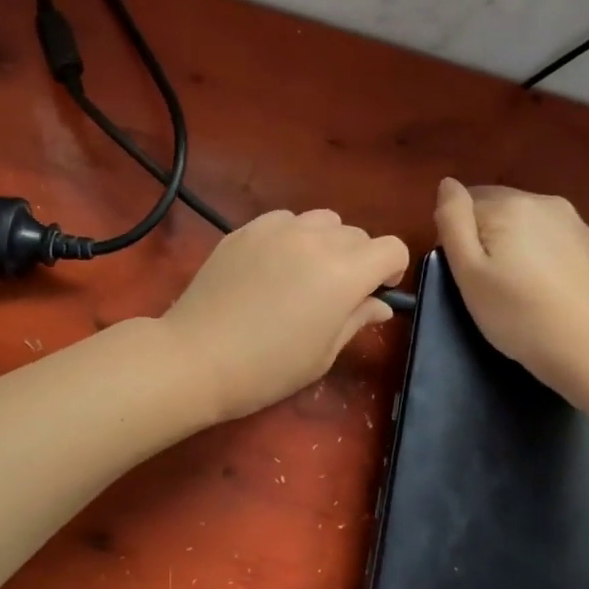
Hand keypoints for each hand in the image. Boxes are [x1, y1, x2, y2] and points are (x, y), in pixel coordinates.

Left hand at [161, 209, 408, 422]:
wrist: (196, 356)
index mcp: (344, 272)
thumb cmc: (267, 368)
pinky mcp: (245, 229)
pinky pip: (284, 220)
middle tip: (335, 293)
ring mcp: (277, 229)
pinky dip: (290, 236)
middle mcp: (315, 239)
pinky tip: (272, 265)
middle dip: (358, 259)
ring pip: (321, 220)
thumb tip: (379, 304)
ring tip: (303, 273)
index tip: (375, 293)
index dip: (391, 270)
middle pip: (357, 233)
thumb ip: (357, 319)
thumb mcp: (323, 354)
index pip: (392, 248)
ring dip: (326, 242)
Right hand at [433, 178, 588, 394]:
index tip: (466, 272)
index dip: (458, 237)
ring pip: (528, 223)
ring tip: (519, 286)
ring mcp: (576, 222)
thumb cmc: (517, 314)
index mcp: (509, 204)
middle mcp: (544, 202)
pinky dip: (544, 255)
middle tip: (488, 282)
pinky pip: (555, 239)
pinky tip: (548, 289)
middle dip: (487, 235)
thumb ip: (452, 220)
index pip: (465, 204)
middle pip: (498, 208)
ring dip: (516, 243)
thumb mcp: (467, 271)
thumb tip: (447, 183)